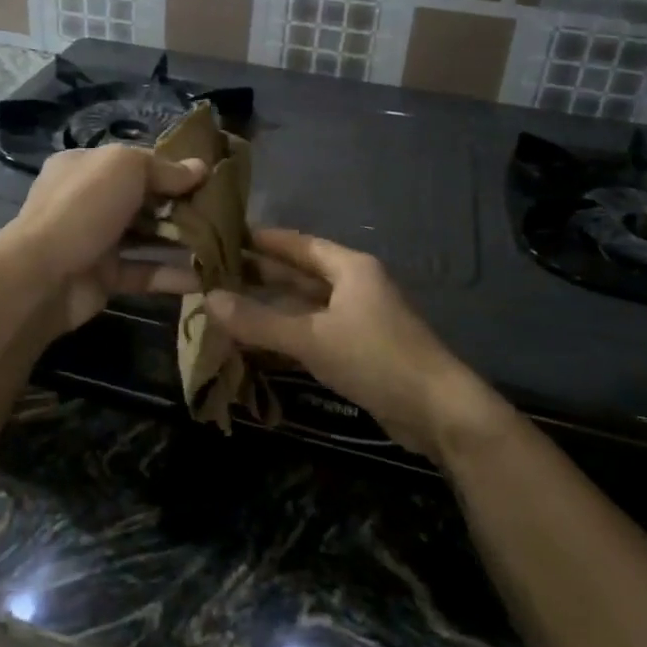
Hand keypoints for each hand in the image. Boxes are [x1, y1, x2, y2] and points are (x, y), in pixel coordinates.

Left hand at [1, 144, 203, 332]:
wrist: (42, 276)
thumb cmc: (84, 207)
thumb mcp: (126, 168)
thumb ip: (165, 168)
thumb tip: (201, 168)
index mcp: (87, 166)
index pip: (136, 162)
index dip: (172, 167)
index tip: (209, 177)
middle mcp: (90, 200)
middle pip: (144, 199)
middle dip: (181, 205)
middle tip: (224, 212)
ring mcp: (96, 240)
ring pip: (147, 236)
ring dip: (182, 240)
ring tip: (223, 243)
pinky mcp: (105, 277)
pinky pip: (144, 272)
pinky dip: (172, 274)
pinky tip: (206, 275)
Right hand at [204, 229, 489, 457]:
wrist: (438, 412)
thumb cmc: (376, 358)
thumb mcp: (313, 338)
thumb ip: (259, 321)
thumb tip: (208, 299)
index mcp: (349, 268)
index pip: (298, 244)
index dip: (263, 240)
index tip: (225, 235)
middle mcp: (353, 286)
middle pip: (299, 274)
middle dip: (259, 274)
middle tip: (214, 272)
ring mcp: (357, 319)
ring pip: (304, 306)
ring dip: (269, 306)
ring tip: (225, 302)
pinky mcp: (357, 351)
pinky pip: (312, 333)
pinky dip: (285, 334)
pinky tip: (255, 340)